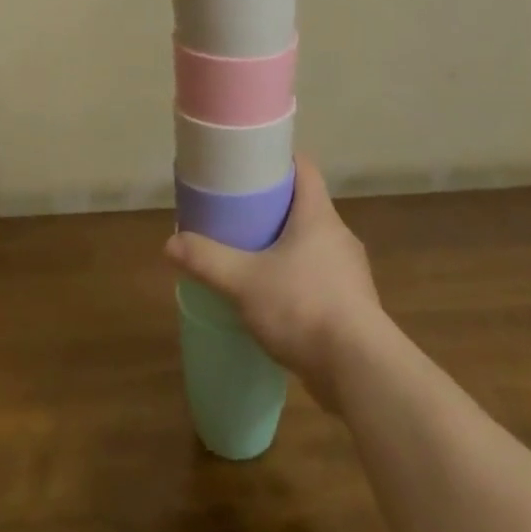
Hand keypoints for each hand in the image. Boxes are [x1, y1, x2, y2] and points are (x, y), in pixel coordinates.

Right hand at [164, 157, 386, 409]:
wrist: (360, 371)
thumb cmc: (303, 307)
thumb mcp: (244, 282)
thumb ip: (207, 260)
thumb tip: (170, 244)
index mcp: (319, 215)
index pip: (304, 169)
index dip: (279, 160)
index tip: (252, 164)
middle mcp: (339, 235)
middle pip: (306, 206)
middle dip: (275, 207)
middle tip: (240, 213)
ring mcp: (350, 272)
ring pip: (314, 245)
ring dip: (288, 247)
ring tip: (254, 258)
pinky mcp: (354, 306)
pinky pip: (321, 279)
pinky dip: (299, 281)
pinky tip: (277, 301)